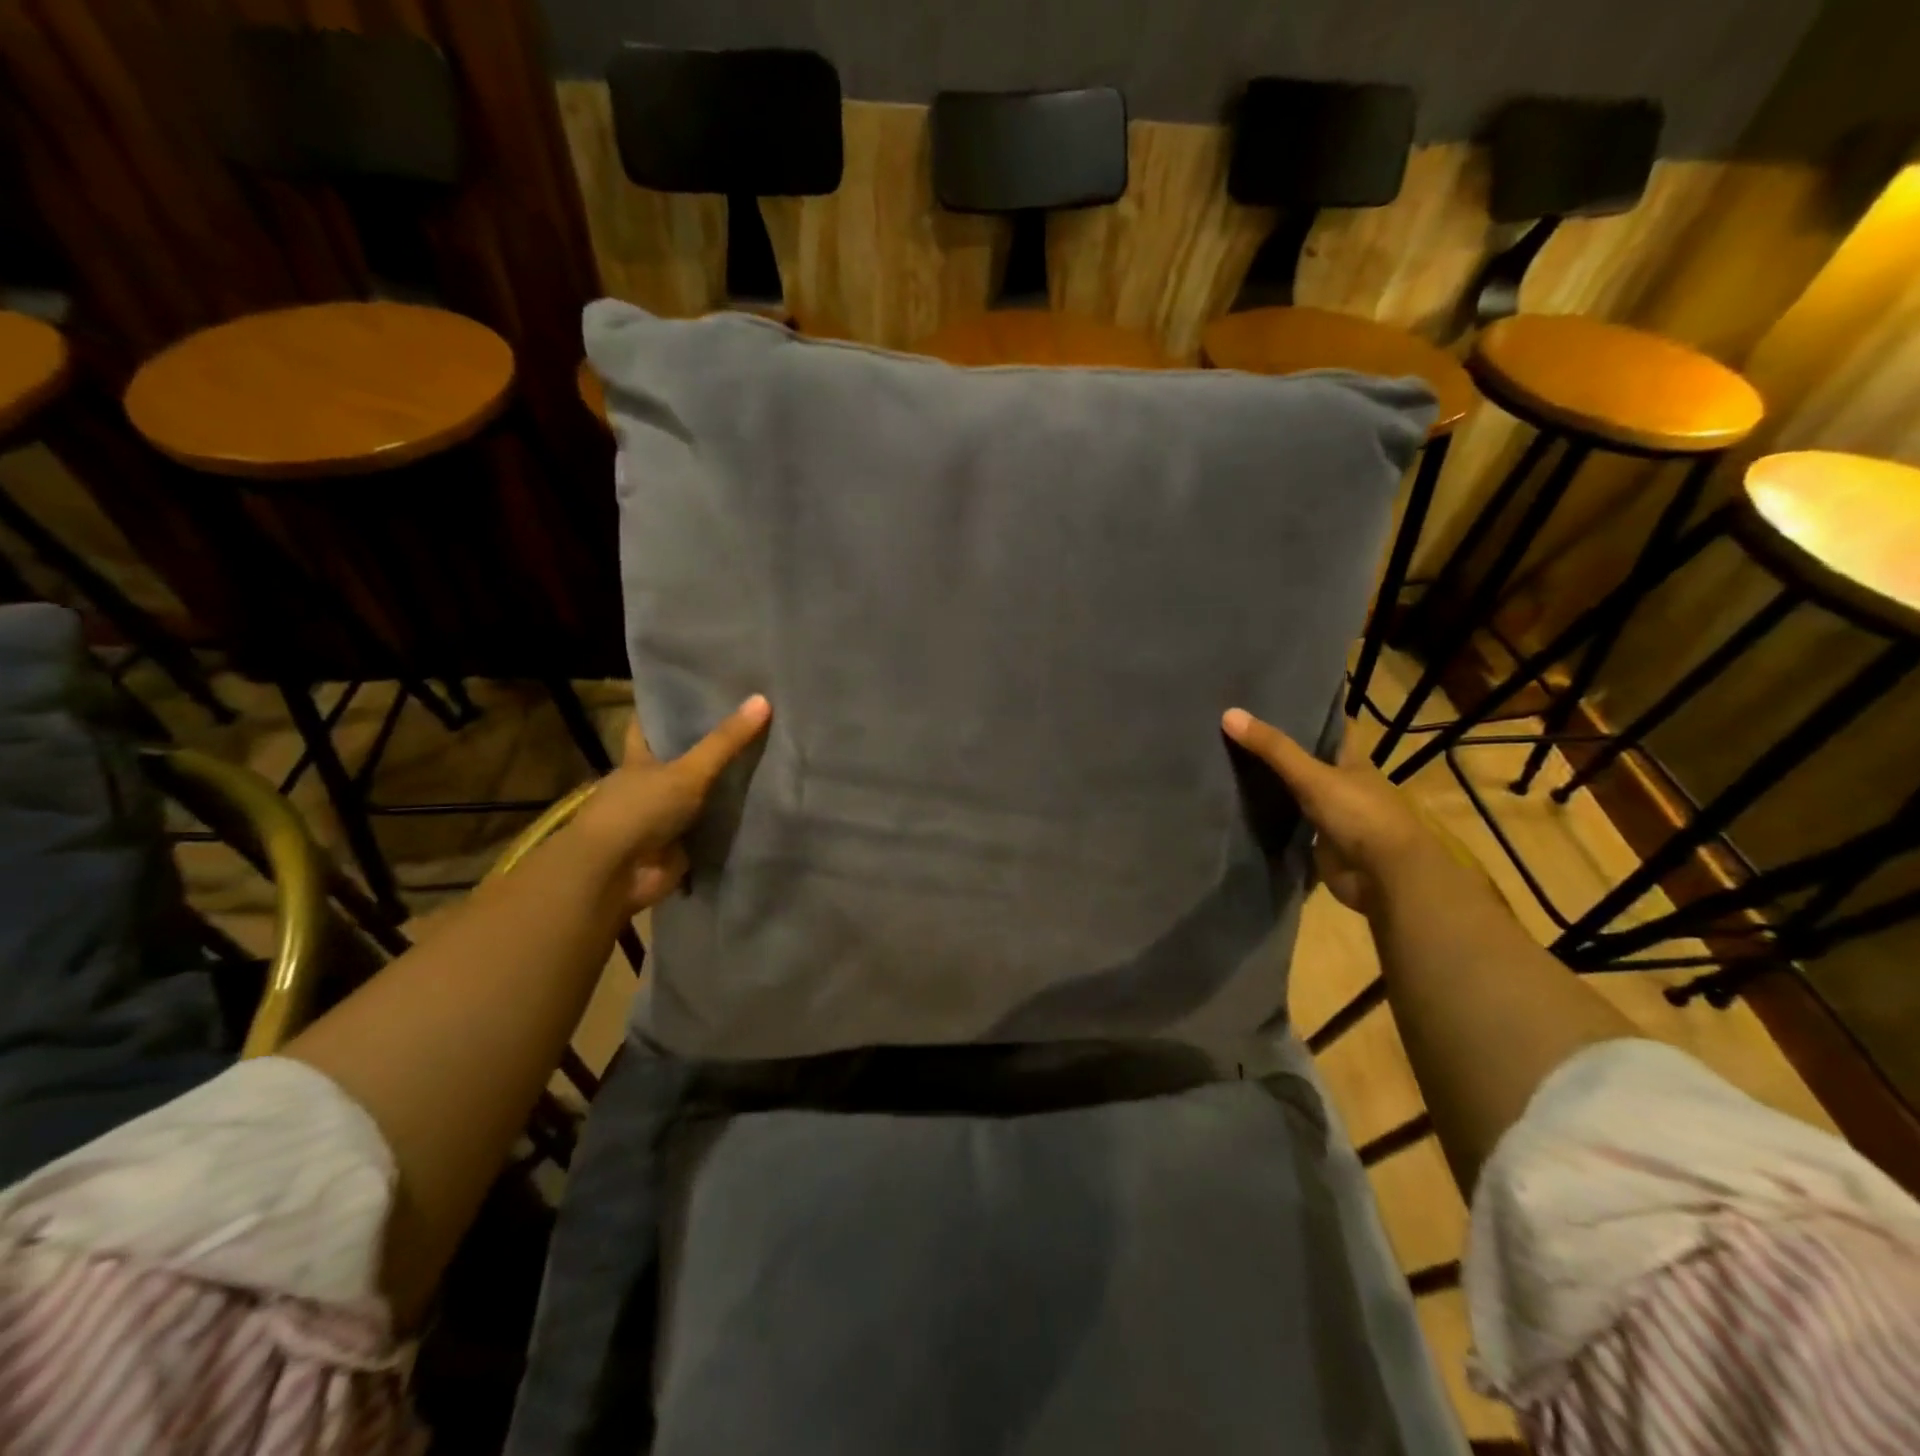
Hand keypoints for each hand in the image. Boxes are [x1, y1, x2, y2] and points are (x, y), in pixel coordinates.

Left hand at [571, 695, 771, 913]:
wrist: (615, 875)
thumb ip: (725, 741)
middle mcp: (650, 784)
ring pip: (700, 794)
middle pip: (682, 758)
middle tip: (753, 725)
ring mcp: (665, 817)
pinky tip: (765, 807)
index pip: (651, 724)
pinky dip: (732, 823)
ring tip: (771, 761)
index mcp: (640, 759)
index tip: (700, 690)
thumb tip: (763, 699)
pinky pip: (712, 828)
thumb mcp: (687, 771)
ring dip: (726, 787)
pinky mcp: (681, 847)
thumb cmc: (640, 811)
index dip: (670, 707)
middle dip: (710, 747)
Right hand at [1222, 707, 1452, 915]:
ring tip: (1231, 765)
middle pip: (1310, 761)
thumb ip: (1273, 749)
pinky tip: (1242, 810)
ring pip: (1298, 794)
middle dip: (1281, 750)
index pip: (1333, 729)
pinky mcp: (1320, 845)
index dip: (1311, 713)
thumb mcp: (1313, 776)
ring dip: (1274, 786)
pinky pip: (1290, 827)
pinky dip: (1272, 821)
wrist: (1385, 878)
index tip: (1278, 700)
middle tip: (1240, 731)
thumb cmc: (1360, 816)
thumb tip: (1229, 713)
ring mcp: (1334, 816)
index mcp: (1353, 762)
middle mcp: (1344, 785)